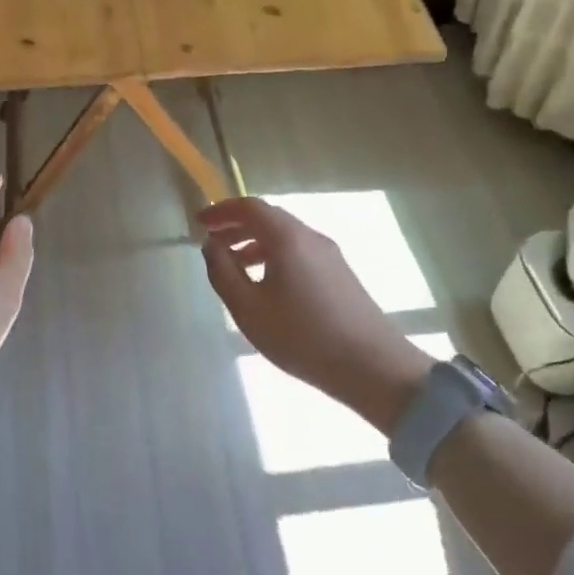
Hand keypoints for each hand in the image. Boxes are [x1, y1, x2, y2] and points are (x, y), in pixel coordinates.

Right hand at [200, 196, 429, 430]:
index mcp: (287, 237)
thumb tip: (211, 245)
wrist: (373, 367)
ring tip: (234, 267)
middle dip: (236, 226)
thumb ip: (223, 272)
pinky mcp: (340, 274)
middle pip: (268, 218)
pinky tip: (266, 285)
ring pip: (284, 236)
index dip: (221, 210)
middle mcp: (310, 237)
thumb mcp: (248, 308)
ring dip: (254, 243)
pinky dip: (274, 256)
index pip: (250, 207)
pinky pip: (299, 252)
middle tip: (212, 243)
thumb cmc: (302, 336)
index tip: (200, 222)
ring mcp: (330, 255)